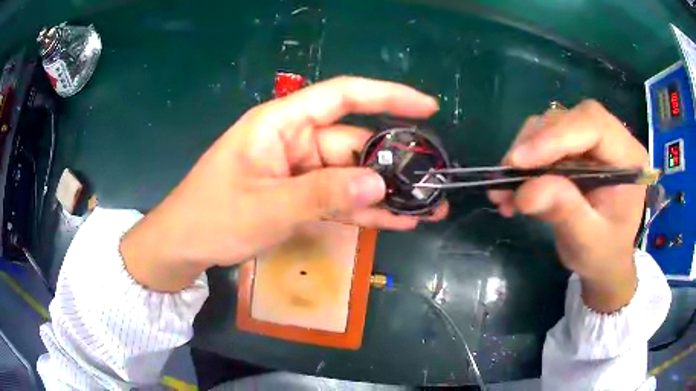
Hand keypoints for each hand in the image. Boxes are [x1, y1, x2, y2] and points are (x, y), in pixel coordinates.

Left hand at [121, 77, 447, 291]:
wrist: (184, 244)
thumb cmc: (213, 216)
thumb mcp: (268, 207)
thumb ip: (324, 194)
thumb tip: (378, 184)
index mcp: (281, 123)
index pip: (343, 95)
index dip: (388, 95)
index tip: (428, 107)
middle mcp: (294, 140)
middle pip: (354, 143)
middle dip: (394, 164)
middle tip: (433, 185)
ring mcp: (297, 169)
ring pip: (350, 175)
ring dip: (385, 194)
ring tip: (427, 209)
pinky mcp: (298, 194)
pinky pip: (337, 198)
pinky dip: (363, 211)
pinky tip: (396, 222)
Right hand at [488, 101, 646, 311]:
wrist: (604, 259)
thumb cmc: (603, 254)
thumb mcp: (587, 242)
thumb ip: (565, 213)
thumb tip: (526, 190)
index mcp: (628, 158)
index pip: (593, 124)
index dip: (556, 135)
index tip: (519, 161)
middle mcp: (612, 139)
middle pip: (568, 119)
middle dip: (534, 145)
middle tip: (507, 176)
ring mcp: (592, 141)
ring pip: (550, 125)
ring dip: (523, 154)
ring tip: (504, 190)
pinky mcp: (575, 147)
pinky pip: (543, 140)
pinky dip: (523, 163)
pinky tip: (513, 189)